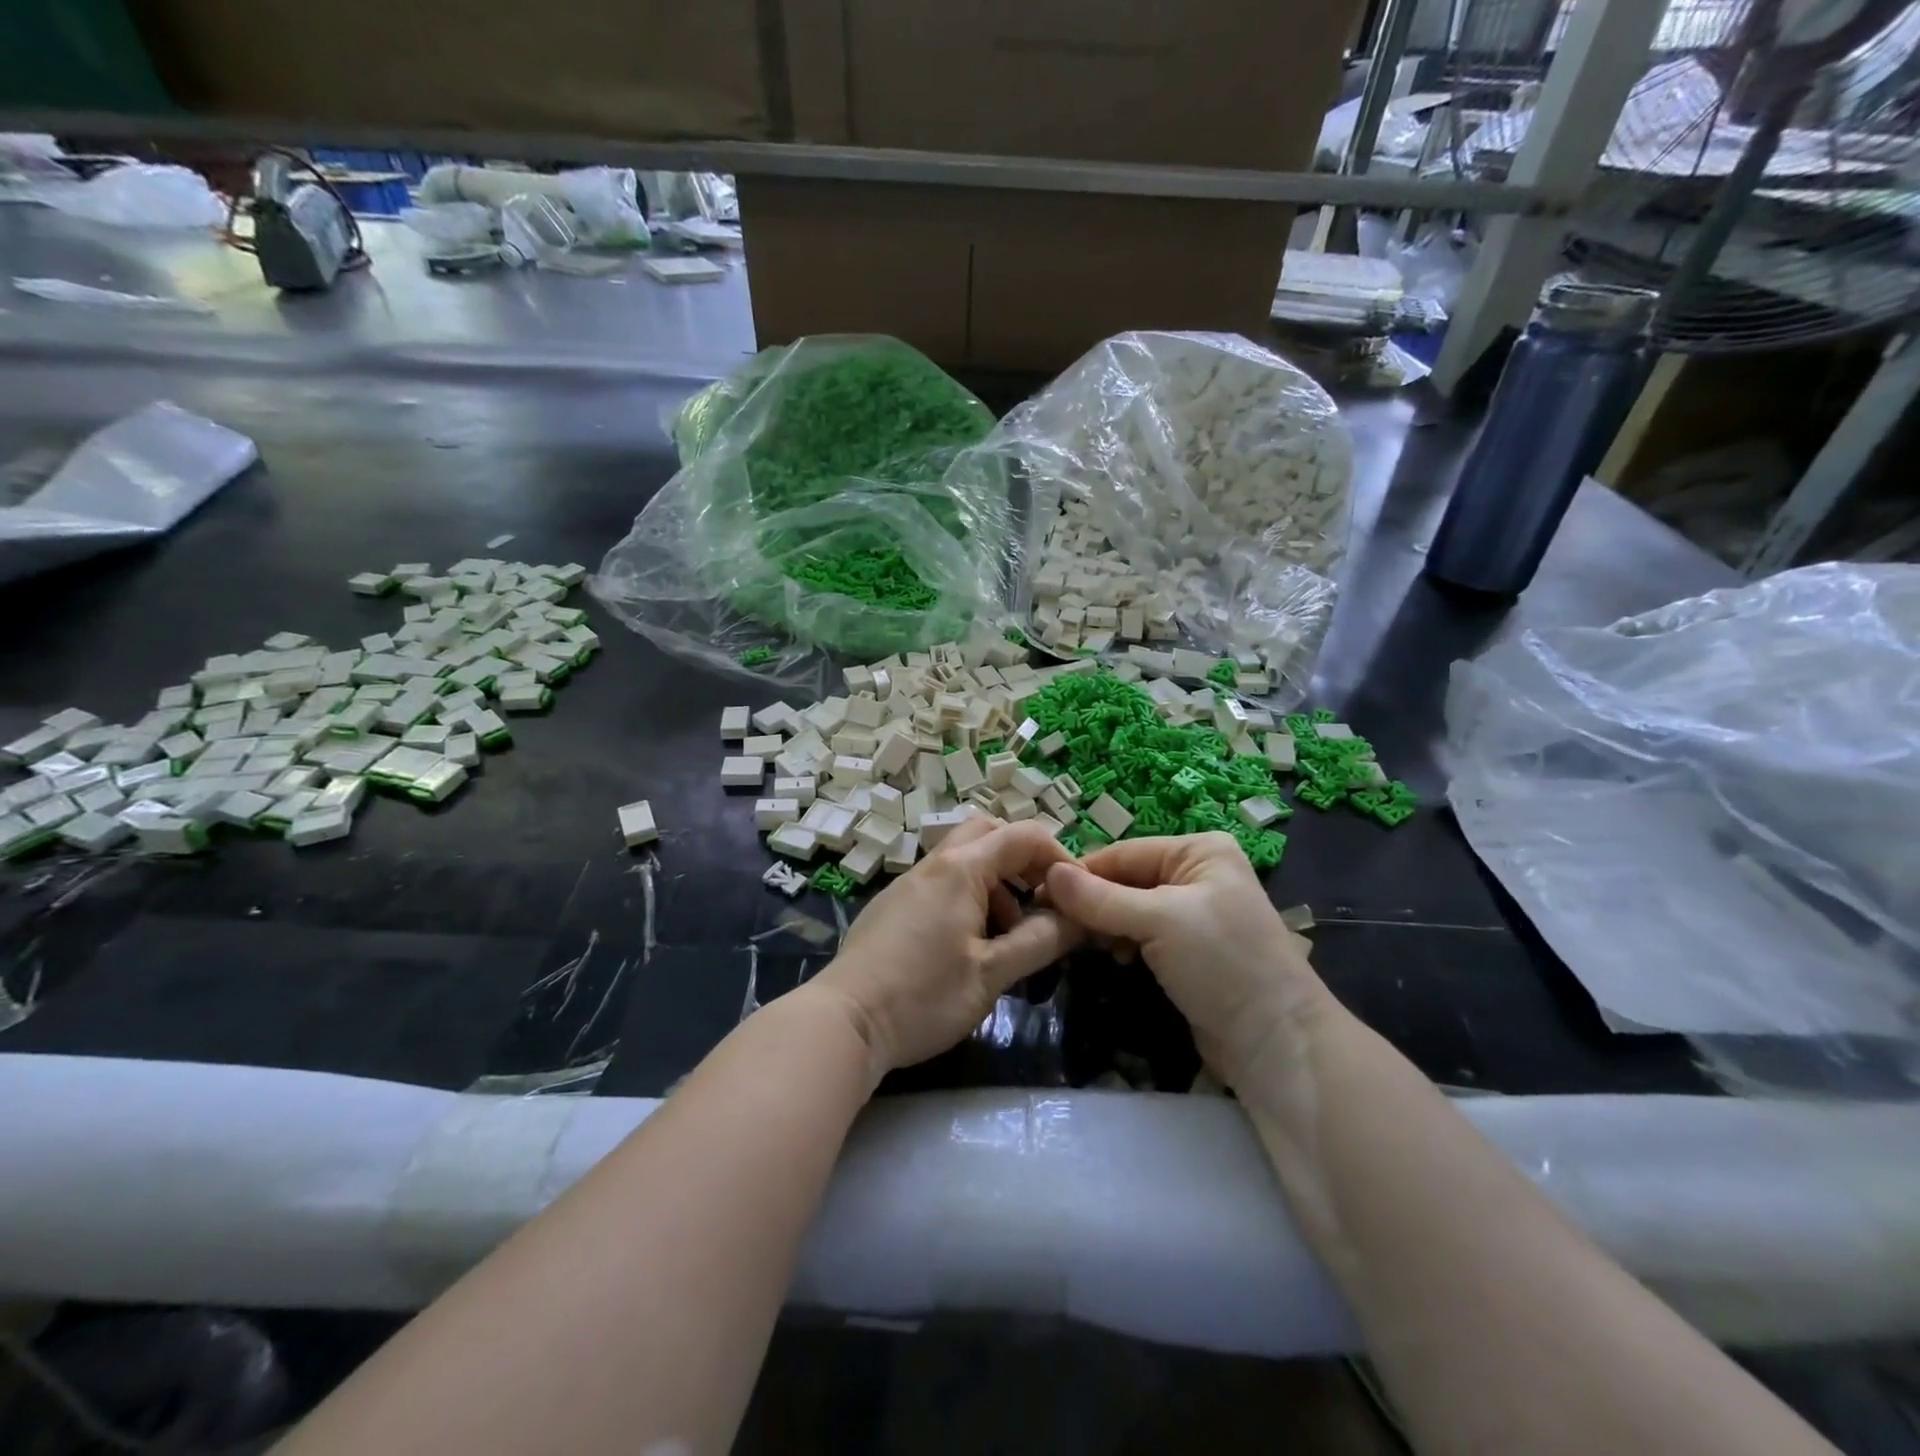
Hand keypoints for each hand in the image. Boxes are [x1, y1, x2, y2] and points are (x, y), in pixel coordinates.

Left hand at [813, 817, 1081, 1075]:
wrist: (844, 1022)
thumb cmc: (923, 997)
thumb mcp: (991, 975)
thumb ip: (1039, 941)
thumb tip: (1078, 919)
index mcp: (960, 869)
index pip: (1022, 835)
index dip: (1058, 856)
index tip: (1077, 893)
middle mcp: (933, 865)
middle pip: (987, 833)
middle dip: (1022, 860)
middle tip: (1041, 901)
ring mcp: (908, 883)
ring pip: (964, 860)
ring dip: (996, 883)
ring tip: (1010, 936)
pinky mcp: (893, 906)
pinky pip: (942, 883)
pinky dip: (969, 897)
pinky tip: (971, 946)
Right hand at [1044, 832, 1333, 1084]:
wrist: (1276, 1042)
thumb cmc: (1223, 964)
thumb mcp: (1159, 921)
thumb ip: (1100, 898)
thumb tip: (1048, 873)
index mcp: (1198, 851)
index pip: (1124, 853)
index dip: (1081, 873)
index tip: (1038, 893)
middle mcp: (1196, 874)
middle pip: (1126, 880)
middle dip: (1093, 902)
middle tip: (1054, 924)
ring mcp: (1193, 914)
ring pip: (1129, 909)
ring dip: (1105, 925)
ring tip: (1084, 944)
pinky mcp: (1188, 950)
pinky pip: (1142, 935)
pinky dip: (1122, 943)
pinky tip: (1112, 957)